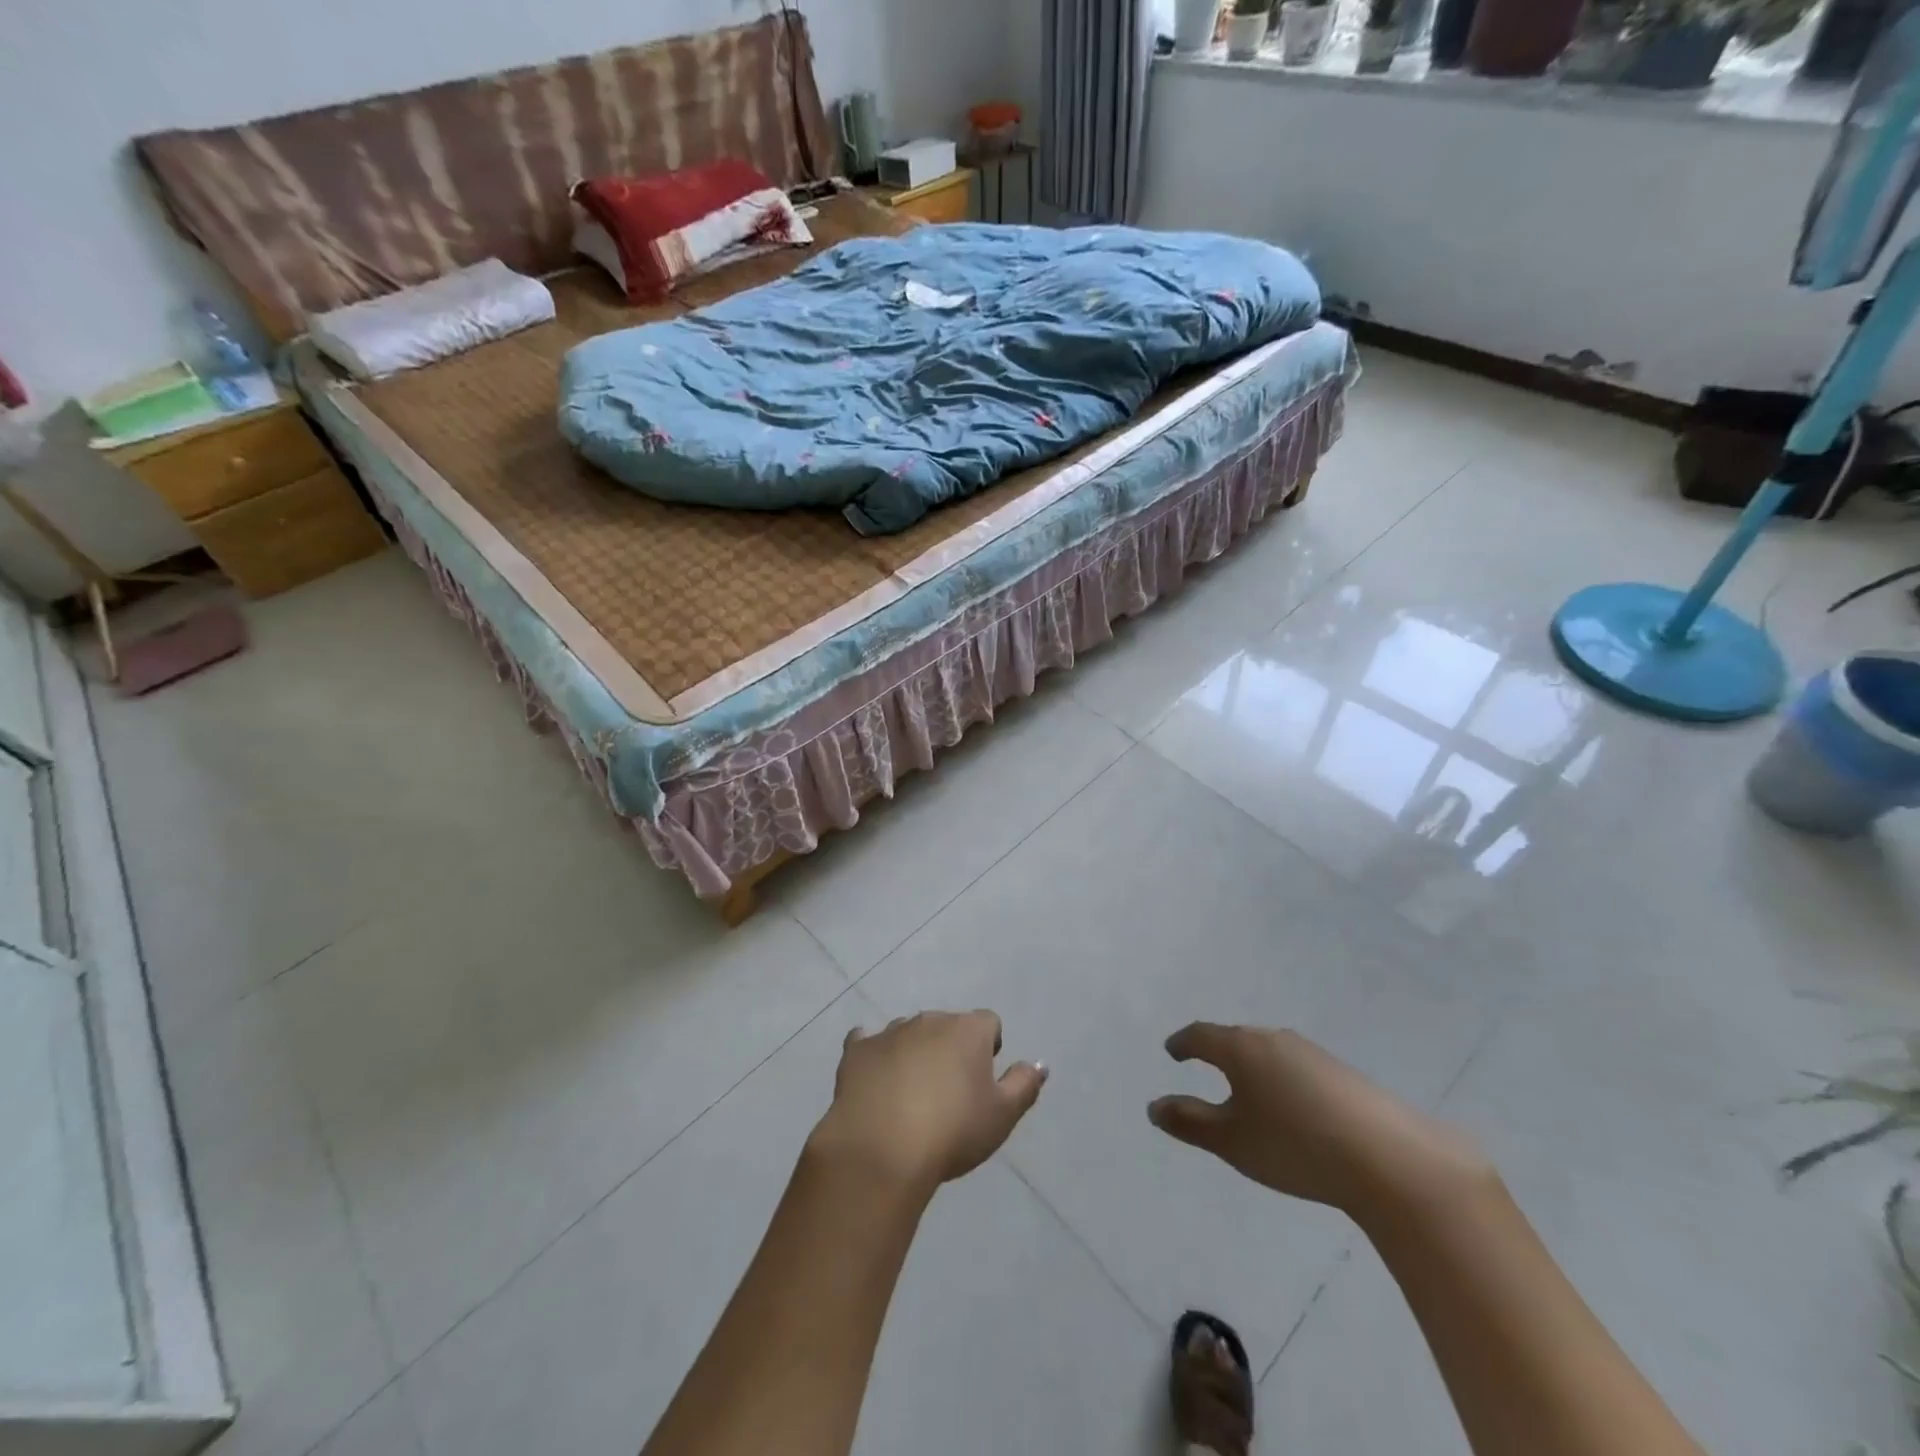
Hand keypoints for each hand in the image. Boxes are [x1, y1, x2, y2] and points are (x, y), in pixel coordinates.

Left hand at [808, 1010, 1046, 1198]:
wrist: (881, 1150)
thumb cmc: (952, 1132)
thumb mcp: (1002, 1116)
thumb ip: (1024, 1085)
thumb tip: (1039, 1064)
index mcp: (967, 1030)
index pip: (988, 1023)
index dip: (989, 1048)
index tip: (983, 1081)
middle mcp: (929, 1020)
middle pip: (947, 1026)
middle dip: (950, 1050)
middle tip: (949, 1093)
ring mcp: (889, 1032)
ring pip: (908, 1033)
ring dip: (914, 1053)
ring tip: (911, 1095)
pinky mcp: (857, 1051)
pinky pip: (867, 1042)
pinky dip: (874, 1055)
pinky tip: (873, 1078)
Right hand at [1147, 1024, 1487, 1216]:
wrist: (1390, 1161)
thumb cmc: (1295, 1146)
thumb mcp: (1232, 1141)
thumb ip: (1189, 1121)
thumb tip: (1154, 1106)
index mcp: (1241, 1048)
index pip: (1201, 1035)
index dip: (1183, 1043)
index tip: (1172, 1051)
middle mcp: (1275, 1040)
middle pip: (1237, 1040)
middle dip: (1219, 1054)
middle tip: (1206, 1070)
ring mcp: (1313, 1054)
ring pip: (1270, 1054)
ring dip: (1253, 1069)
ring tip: (1249, 1095)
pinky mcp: (1344, 1074)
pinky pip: (1298, 1070)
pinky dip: (1283, 1083)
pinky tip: (1294, 1112)